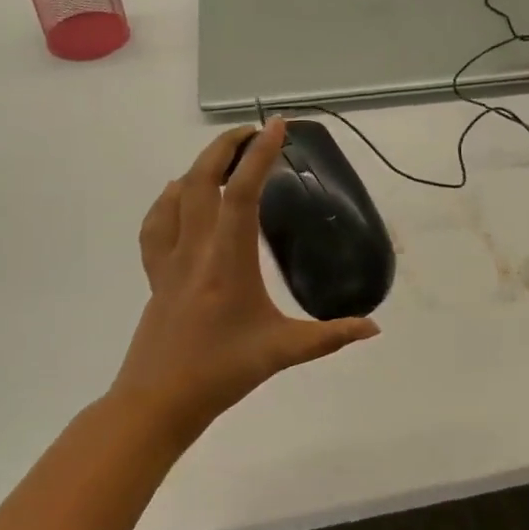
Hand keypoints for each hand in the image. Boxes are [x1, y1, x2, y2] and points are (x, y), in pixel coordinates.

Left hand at [109, 119, 379, 443]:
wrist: (157, 403)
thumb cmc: (221, 373)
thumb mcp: (283, 353)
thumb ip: (331, 337)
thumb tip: (373, 328)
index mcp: (228, 261)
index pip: (242, 193)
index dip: (259, 155)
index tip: (276, 127)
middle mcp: (195, 250)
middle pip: (201, 181)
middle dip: (224, 148)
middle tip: (250, 132)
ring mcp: (168, 261)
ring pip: (176, 197)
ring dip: (198, 168)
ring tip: (221, 158)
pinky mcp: (155, 276)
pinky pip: (156, 225)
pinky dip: (168, 200)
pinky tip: (179, 198)